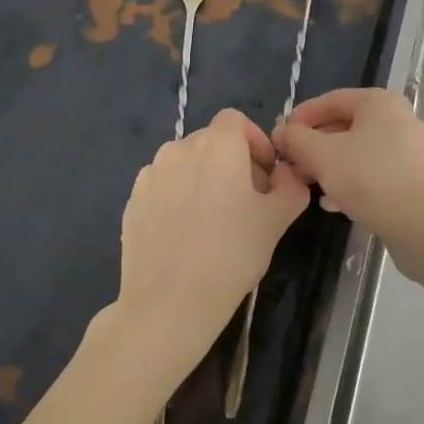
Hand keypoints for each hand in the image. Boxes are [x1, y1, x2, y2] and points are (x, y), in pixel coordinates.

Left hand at [112, 109, 309, 383]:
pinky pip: (163, 186)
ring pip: (185, 163)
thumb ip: (291, 185)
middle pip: (211, 140)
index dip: (255, 141)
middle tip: (246, 200)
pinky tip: (186, 233)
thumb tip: (287, 174)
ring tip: (214, 218)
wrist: (169, 303)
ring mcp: (151, 175)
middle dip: (232, 161)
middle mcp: (179, 149)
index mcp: (218, 146)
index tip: (265, 175)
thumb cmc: (232, 254)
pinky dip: (178, 197)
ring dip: (203, 177)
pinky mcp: (132, 201)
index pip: (236, 120)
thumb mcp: (277, 219)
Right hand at [272, 89, 423, 233]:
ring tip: (309, 183)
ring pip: (361, 150)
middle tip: (293, 163)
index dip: (302, 116)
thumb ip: (296, 139)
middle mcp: (400, 117)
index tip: (281, 136)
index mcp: (379, 102)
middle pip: (348, 125)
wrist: (418, 222)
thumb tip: (281, 131)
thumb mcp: (321, 155)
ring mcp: (413, 148)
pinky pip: (377, 170)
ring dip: (332, 164)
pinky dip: (353, 179)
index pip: (332, 100)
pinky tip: (334, 201)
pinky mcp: (417, 176)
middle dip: (315, 144)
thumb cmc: (367, 177)